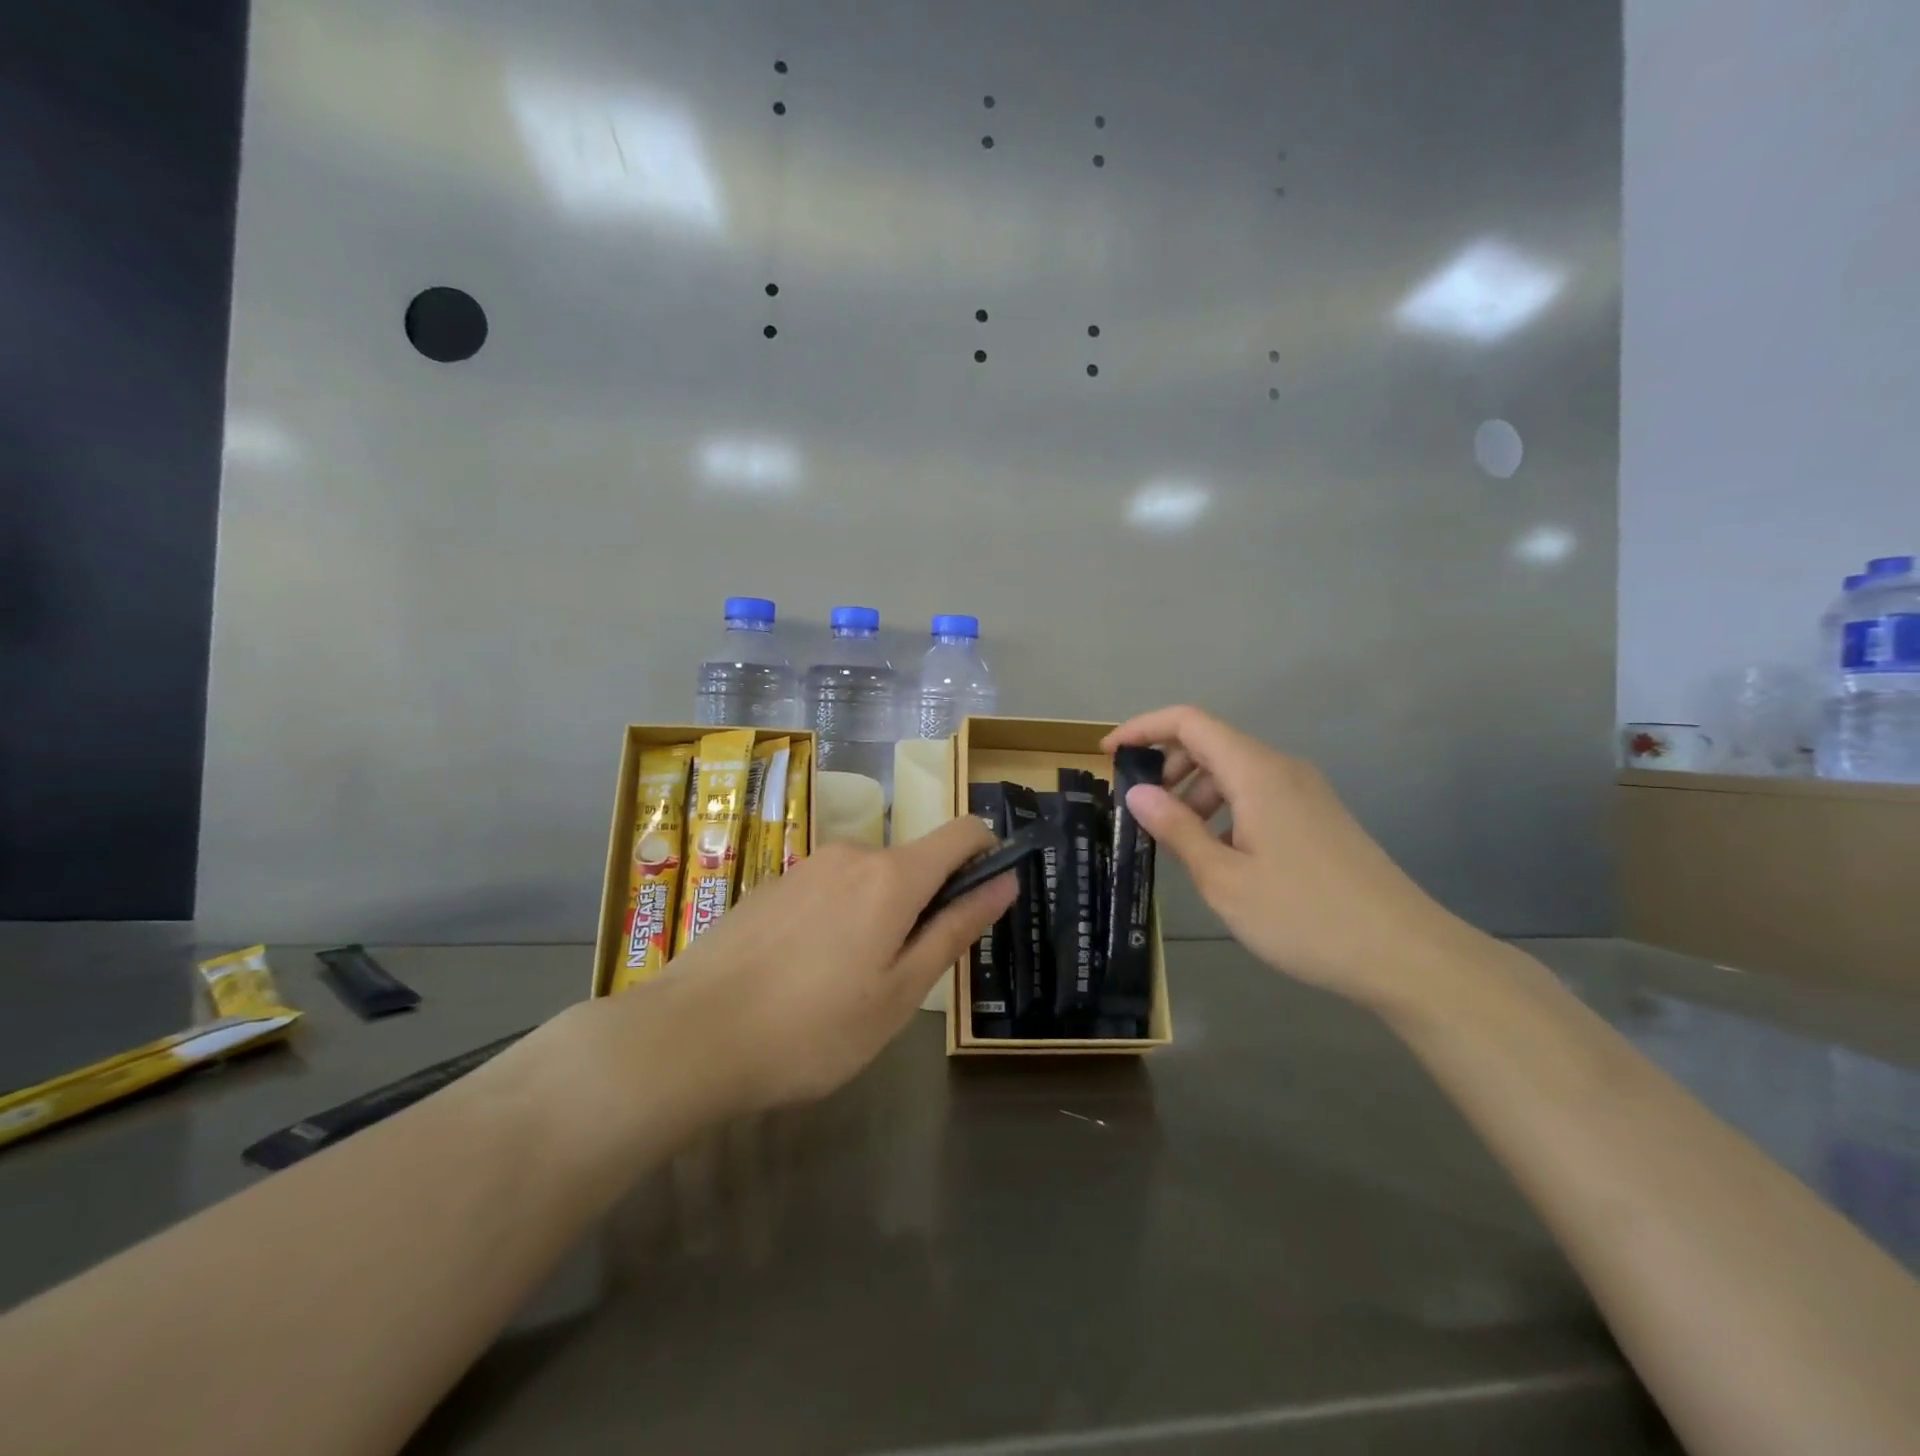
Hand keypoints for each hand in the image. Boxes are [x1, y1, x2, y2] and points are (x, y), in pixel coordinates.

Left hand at [649, 816, 1015, 1109]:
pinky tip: (803, 975)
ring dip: (878, 917)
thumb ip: (956, 929)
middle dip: (924, 906)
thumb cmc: (813, 1027)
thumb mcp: (900, 992)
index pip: (962, 832)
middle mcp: (852, 853)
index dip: (986, 854)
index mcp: (893, 875)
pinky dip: (838, 920)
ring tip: (846, 986)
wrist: (689, 1036)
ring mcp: (806, 866)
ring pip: (868, 881)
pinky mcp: (772, 885)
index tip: (984, 900)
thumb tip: (1006, 882)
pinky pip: (828, 891)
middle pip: (914, 863)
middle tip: (900, 979)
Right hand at [1104, 706, 1475, 1009]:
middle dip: (1166, 766)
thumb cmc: (1304, 916)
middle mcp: (1282, 770)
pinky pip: (1257, 795)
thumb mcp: (1224, 878)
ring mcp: (1306, 793)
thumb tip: (1137, 793)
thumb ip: (1177, 829)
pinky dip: (1224, 809)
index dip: (1143, 728)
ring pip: (1234, 771)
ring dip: (1194, 792)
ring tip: (1175, 839)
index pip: (1189, 722)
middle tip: (1139, 810)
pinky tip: (1219, 854)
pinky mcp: (1318, 818)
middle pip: (1211, 743)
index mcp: (1257, 773)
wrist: (1405, 955)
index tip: (1108, 755)